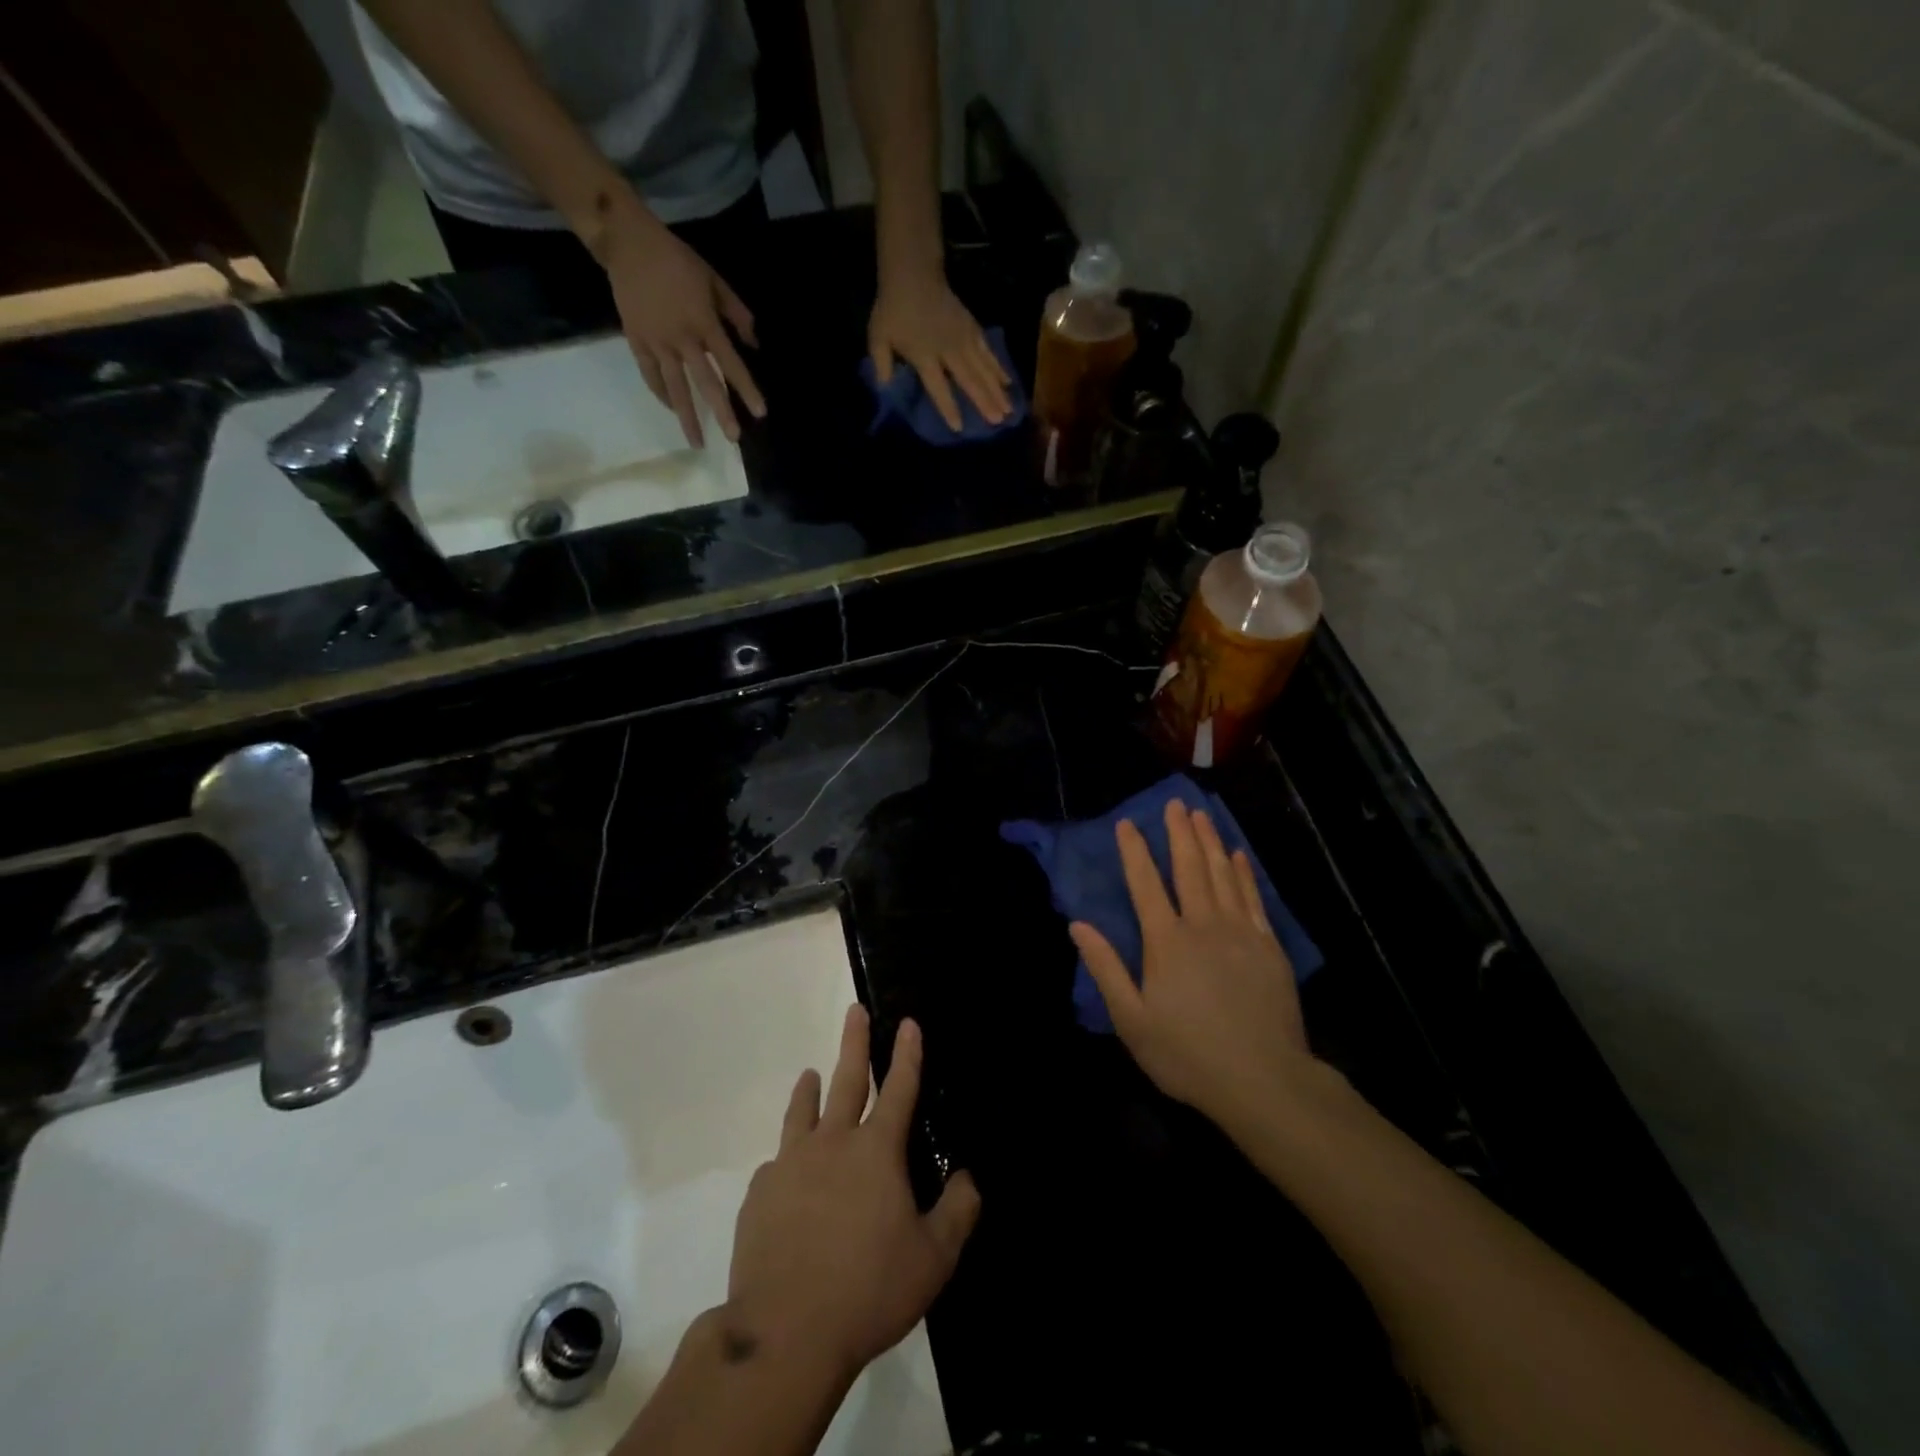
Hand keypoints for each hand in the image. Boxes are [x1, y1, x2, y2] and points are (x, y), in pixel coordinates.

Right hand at [600, 195, 765, 448]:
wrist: (628, 243)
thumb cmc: (677, 261)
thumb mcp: (714, 281)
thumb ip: (737, 314)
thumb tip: (754, 343)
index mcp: (704, 323)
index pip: (731, 364)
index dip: (747, 389)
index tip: (760, 413)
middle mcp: (681, 338)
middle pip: (705, 383)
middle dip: (721, 412)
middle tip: (733, 439)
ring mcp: (656, 342)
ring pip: (674, 387)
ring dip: (687, 417)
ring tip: (697, 442)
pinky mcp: (636, 340)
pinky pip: (650, 375)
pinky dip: (662, 394)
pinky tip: (673, 409)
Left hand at [726, 1005, 980, 1379]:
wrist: (785, 1333)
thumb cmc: (869, 1291)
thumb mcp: (933, 1259)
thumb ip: (957, 1212)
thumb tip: (967, 1177)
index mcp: (877, 1152)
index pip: (900, 1089)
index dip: (907, 1054)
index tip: (907, 1022)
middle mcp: (833, 1143)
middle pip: (847, 1080)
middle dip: (855, 1042)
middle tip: (854, 1011)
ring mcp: (791, 1164)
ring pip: (802, 1112)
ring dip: (810, 1089)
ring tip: (810, 1073)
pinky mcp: (760, 1193)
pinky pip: (776, 1164)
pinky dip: (787, 1158)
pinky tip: (786, 1172)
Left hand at [869, 266, 1012, 432]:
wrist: (912, 273)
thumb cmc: (893, 309)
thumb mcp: (878, 338)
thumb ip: (882, 366)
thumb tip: (886, 392)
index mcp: (924, 355)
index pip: (938, 386)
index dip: (948, 406)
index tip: (959, 427)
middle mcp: (948, 349)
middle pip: (969, 379)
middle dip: (984, 402)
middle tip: (998, 422)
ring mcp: (963, 338)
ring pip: (983, 368)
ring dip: (997, 390)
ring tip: (1009, 410)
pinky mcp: (973, 329)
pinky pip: (988, 352)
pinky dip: (999, 368)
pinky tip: (1008, 383)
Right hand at [1071, 801, 1315, 1127]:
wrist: (1264, 1080)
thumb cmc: (1188, 1054)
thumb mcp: (1132, 1020)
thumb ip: (1106, 968)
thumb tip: (1078, 925)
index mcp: (1166, 942)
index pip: (1145, 884)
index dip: (1134, 852)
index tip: (1126, 823)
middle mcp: (1203, 925)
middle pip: (1189, 868)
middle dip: (1179, 833)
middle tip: (1175, 803)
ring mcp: (1241, 933)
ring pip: (1223, 875)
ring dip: (1211, 843)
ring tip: (1203, 816)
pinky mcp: (1269, 947)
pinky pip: (1254, 898)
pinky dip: (1244, 873)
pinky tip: (1239, 857)